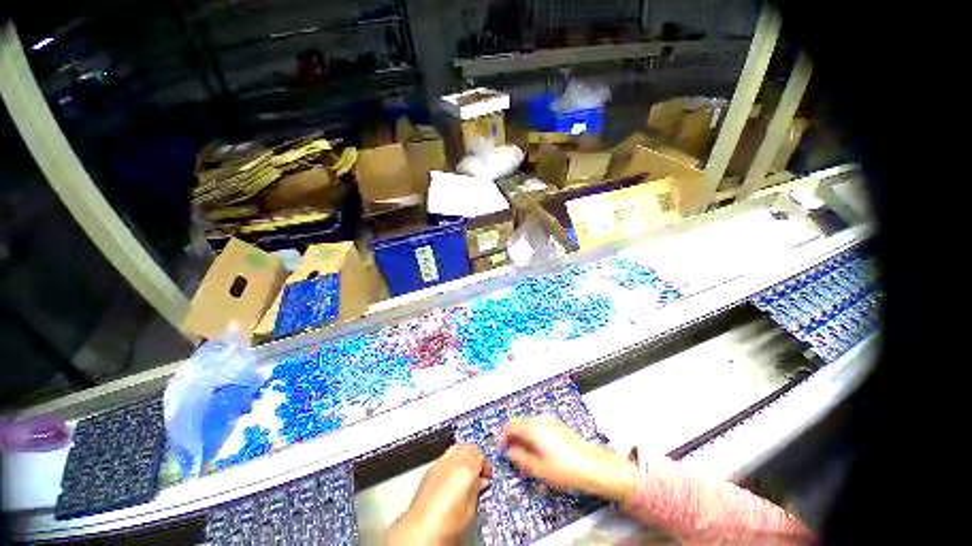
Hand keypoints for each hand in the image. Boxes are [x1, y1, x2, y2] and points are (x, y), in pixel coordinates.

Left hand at [385, 444, 489, 544]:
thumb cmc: (443, 525)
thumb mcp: (470, 509)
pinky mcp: (430, 469)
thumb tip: (480, 482)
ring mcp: (440, 463)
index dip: (485, 465)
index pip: (481, 455)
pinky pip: (446, 455)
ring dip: (464, 454)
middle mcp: (452, 462)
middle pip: (469, 448)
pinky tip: (453, 473)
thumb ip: (477, 489)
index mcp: (466, 469)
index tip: (486, 474)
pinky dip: (453, 459)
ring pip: (457, 448)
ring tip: (467, 470)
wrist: (419, 531)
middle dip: (476, 456)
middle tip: (479, 470)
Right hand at [498, 415, 639, 502]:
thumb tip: (510, 452)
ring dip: (523, 442)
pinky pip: (539, 430)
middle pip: (519, 425)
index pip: (510, 425)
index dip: (501, 436)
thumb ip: (520, 458)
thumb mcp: (538, 469)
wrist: (593, 466)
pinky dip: (533, 440)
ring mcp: (550, 422)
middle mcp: (541, 420)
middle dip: (513, 440)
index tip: (500, 448)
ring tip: (526, 461)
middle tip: (513, 458)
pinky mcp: (557, 427)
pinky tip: (538, 457)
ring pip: (529, 428)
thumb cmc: (566, 468)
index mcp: (533, 427)